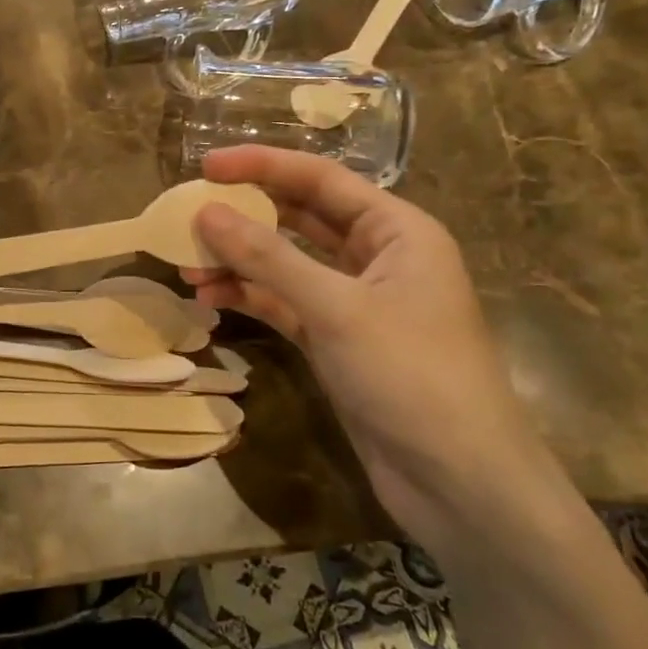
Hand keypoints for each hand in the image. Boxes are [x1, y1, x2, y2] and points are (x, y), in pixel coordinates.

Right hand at [183, 146, 568, 560]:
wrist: (460, 484)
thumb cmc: (411, 375)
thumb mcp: (336, 309)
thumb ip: (268, 258)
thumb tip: (206, 212)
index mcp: (397, 230)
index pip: (321, 179)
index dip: (262, 165)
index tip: (206, 164)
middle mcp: (377, 257)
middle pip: (301, 217)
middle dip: (246, 215)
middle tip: (188, 212)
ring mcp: (355, 302)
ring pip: (287, 264)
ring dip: (240, 261)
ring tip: (187, 264)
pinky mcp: (336, 342)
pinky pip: (285, 304)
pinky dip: (250, 298)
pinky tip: (209, 298)